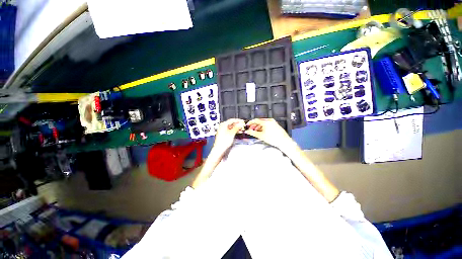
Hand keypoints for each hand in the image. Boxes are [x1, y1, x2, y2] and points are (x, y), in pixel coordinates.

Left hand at [212, 118, 244, 153]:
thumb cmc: (223, 142)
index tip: (242, 121)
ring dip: (236, 128)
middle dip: (237, 124)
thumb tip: (240, 124)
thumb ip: (236, 128)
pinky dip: (234, 131)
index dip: (238, 120)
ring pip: (231, 127)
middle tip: (242, 126)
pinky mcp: (223, 134)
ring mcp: (222, 130)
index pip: (232, 120)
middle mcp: (222, 127)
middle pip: (231, 123)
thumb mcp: (232, 133)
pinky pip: (230, 130)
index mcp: (223, 125)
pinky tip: (237, 132)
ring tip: (241, 129)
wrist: (219, 149)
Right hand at [245, 118, 292, 149]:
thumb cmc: (272, 138)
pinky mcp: (275, 124)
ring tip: (255, 131)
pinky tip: (261, 131)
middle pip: (259, 121)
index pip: (255, 120)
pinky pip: (267, 124)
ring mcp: (273, 122)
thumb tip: (247, 131)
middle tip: (251, 129)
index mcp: (265, 122)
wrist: (284, 141)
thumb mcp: (261, 136)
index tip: (247, 125)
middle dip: (254, 125)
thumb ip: (252, 133)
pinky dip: (263, 127)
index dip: (250, 123)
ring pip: (263, 123)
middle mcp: (269, 120)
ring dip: (258, 126)